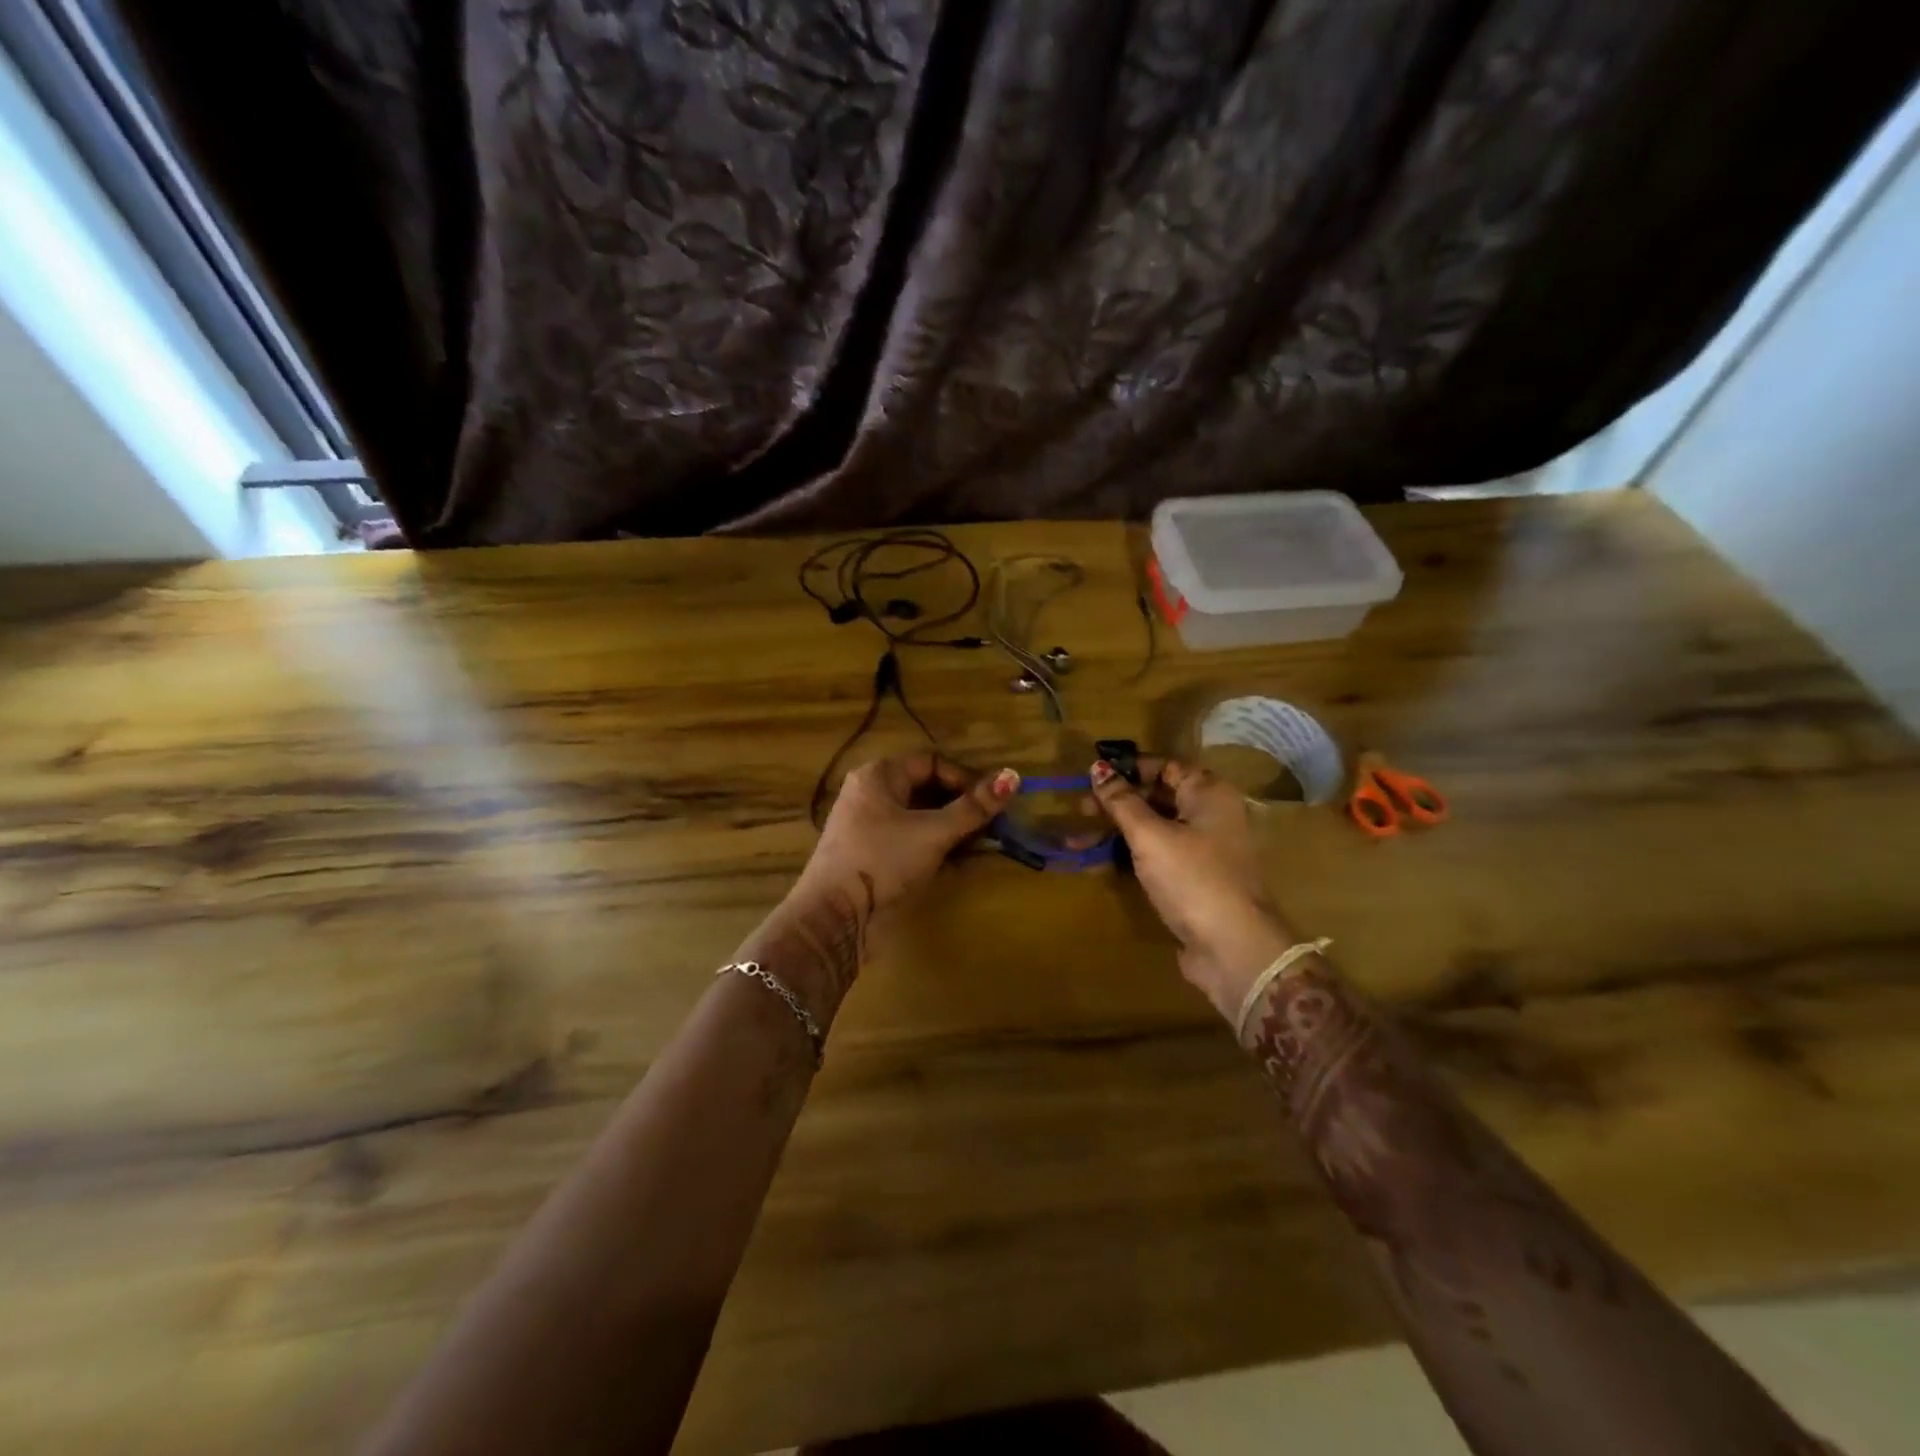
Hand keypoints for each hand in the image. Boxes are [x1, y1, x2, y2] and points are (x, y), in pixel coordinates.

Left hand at [806, 753, 1017, 911]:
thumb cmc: (883, 861)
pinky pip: (914, 842)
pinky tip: (964, 862)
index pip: (931, 762)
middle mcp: (873, 796)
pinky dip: (939, 848)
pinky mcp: (876, 858)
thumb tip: (1013, 776)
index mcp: (879, 776)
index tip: (992, 801)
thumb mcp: (933, 832)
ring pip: (922, 818)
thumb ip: (973, 807)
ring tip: (985, 844)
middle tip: (994, 824)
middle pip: (927, 790)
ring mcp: (872, 828)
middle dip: (963, 806)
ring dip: (954, 829)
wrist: (835, 917)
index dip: (965, 778)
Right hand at [1089, 758, 1298, 1020]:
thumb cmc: (1191, 877)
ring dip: (1117, 831)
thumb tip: (1097, 767)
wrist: (1232, 947)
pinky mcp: (1194, 879)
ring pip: (1154, 829)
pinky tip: (1099, 862)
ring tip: (1078, 840)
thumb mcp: (1150, 835)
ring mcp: (1204, 850)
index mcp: (1209, 793)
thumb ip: (1121, 801)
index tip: (1092, 776)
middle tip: (1080, 809)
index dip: (1128, 768)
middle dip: (1117, 802)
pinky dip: (1130, 855)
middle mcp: (1211, 815)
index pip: (1165, 766)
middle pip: (1158, 797)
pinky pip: (1157, 856)